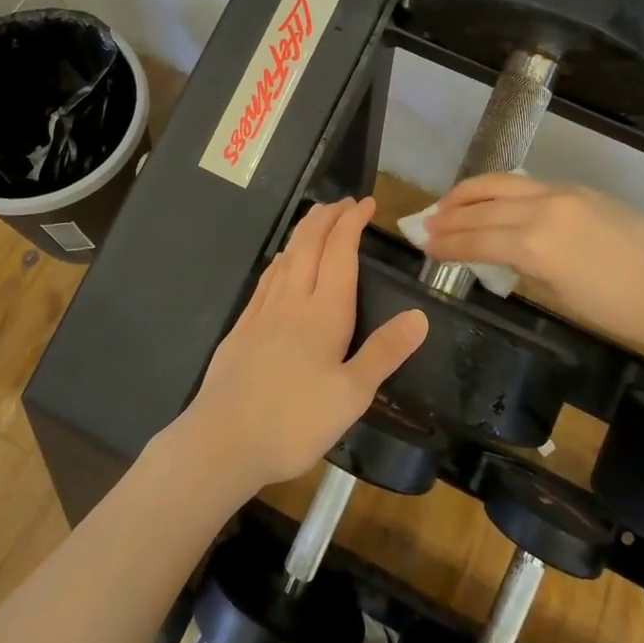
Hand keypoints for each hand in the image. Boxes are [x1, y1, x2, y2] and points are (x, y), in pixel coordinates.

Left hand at [173, 198, 427, 497]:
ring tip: (317, 220)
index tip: (366, 204)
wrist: (223, 440)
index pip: (339, 252)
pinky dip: (281, 259)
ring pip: (285, 257)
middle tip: (344, 202)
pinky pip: (266, 279)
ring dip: (304, 232)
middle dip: (328, 217)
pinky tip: (280, 263)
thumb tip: (420, 315)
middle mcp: (292, 301)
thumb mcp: (352, 395)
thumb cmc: (294, 421)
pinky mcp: (242, 328)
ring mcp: (262, 312)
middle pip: (309, 244)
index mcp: (323, 313)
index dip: (352, 222)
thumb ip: (385, 352)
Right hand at [422, 173, 643, 349]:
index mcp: (534, 244)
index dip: (446, 242)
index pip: (475, 238)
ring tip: (448, 202)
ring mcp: (562, 193)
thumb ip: (523, 269)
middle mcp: (541, 209)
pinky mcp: (580, 190)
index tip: (423, 243)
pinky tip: (492, 200)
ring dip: (470, 192)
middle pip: (482, 206)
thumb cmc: (620, 312)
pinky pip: (528, 184)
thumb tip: (500, 258)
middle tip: (426, 222)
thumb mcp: (559, 296)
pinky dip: (501, 190)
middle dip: (450, 214)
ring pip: (502, 183)